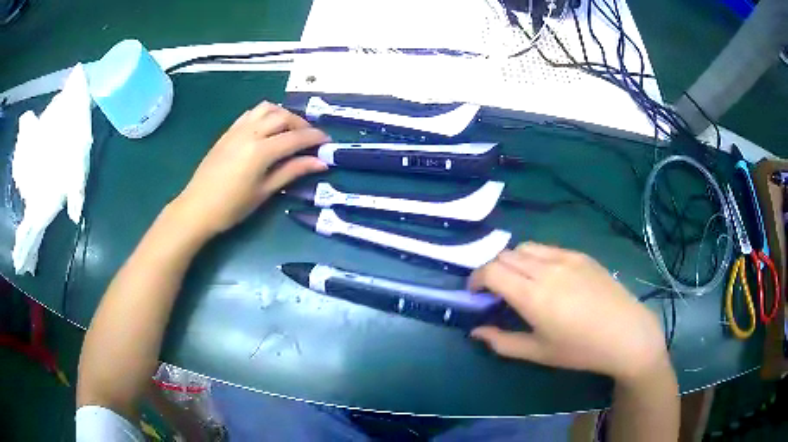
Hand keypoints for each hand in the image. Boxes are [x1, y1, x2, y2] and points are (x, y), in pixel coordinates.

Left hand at [173, 102, 329, 236]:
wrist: (197, 208)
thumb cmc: (232, 207)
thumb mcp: (264, 192)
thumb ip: (292, 172)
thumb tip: (320, 162)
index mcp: (260, 151)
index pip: (295, 137)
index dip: (314, 138)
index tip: (327, 141)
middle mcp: (250, 132)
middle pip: (283, 117)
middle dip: (301, 124)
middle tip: (310, 138)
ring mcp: (237, 129)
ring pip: (267, 108)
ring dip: (283, 114)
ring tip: (290, 129)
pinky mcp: (228, 131)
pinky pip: (251, 113)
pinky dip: (265, 114)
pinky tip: (268, 127)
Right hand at [469, 242, 667, 381]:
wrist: (625, 333)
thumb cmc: (580, 349)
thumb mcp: (538, 353)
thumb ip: (502, 342)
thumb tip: (475, 332)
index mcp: (532, 295)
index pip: (491, 270)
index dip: (475, 278)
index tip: (474, 293)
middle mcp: (546, 269)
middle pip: (505, 255)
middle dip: (492, 270)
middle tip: (495, 291)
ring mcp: (565, 258)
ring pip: (526, 247)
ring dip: (513, 261)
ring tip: (520, 281)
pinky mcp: (581, 254)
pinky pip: (548, 248)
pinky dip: (535, 257)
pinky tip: (547, 276)